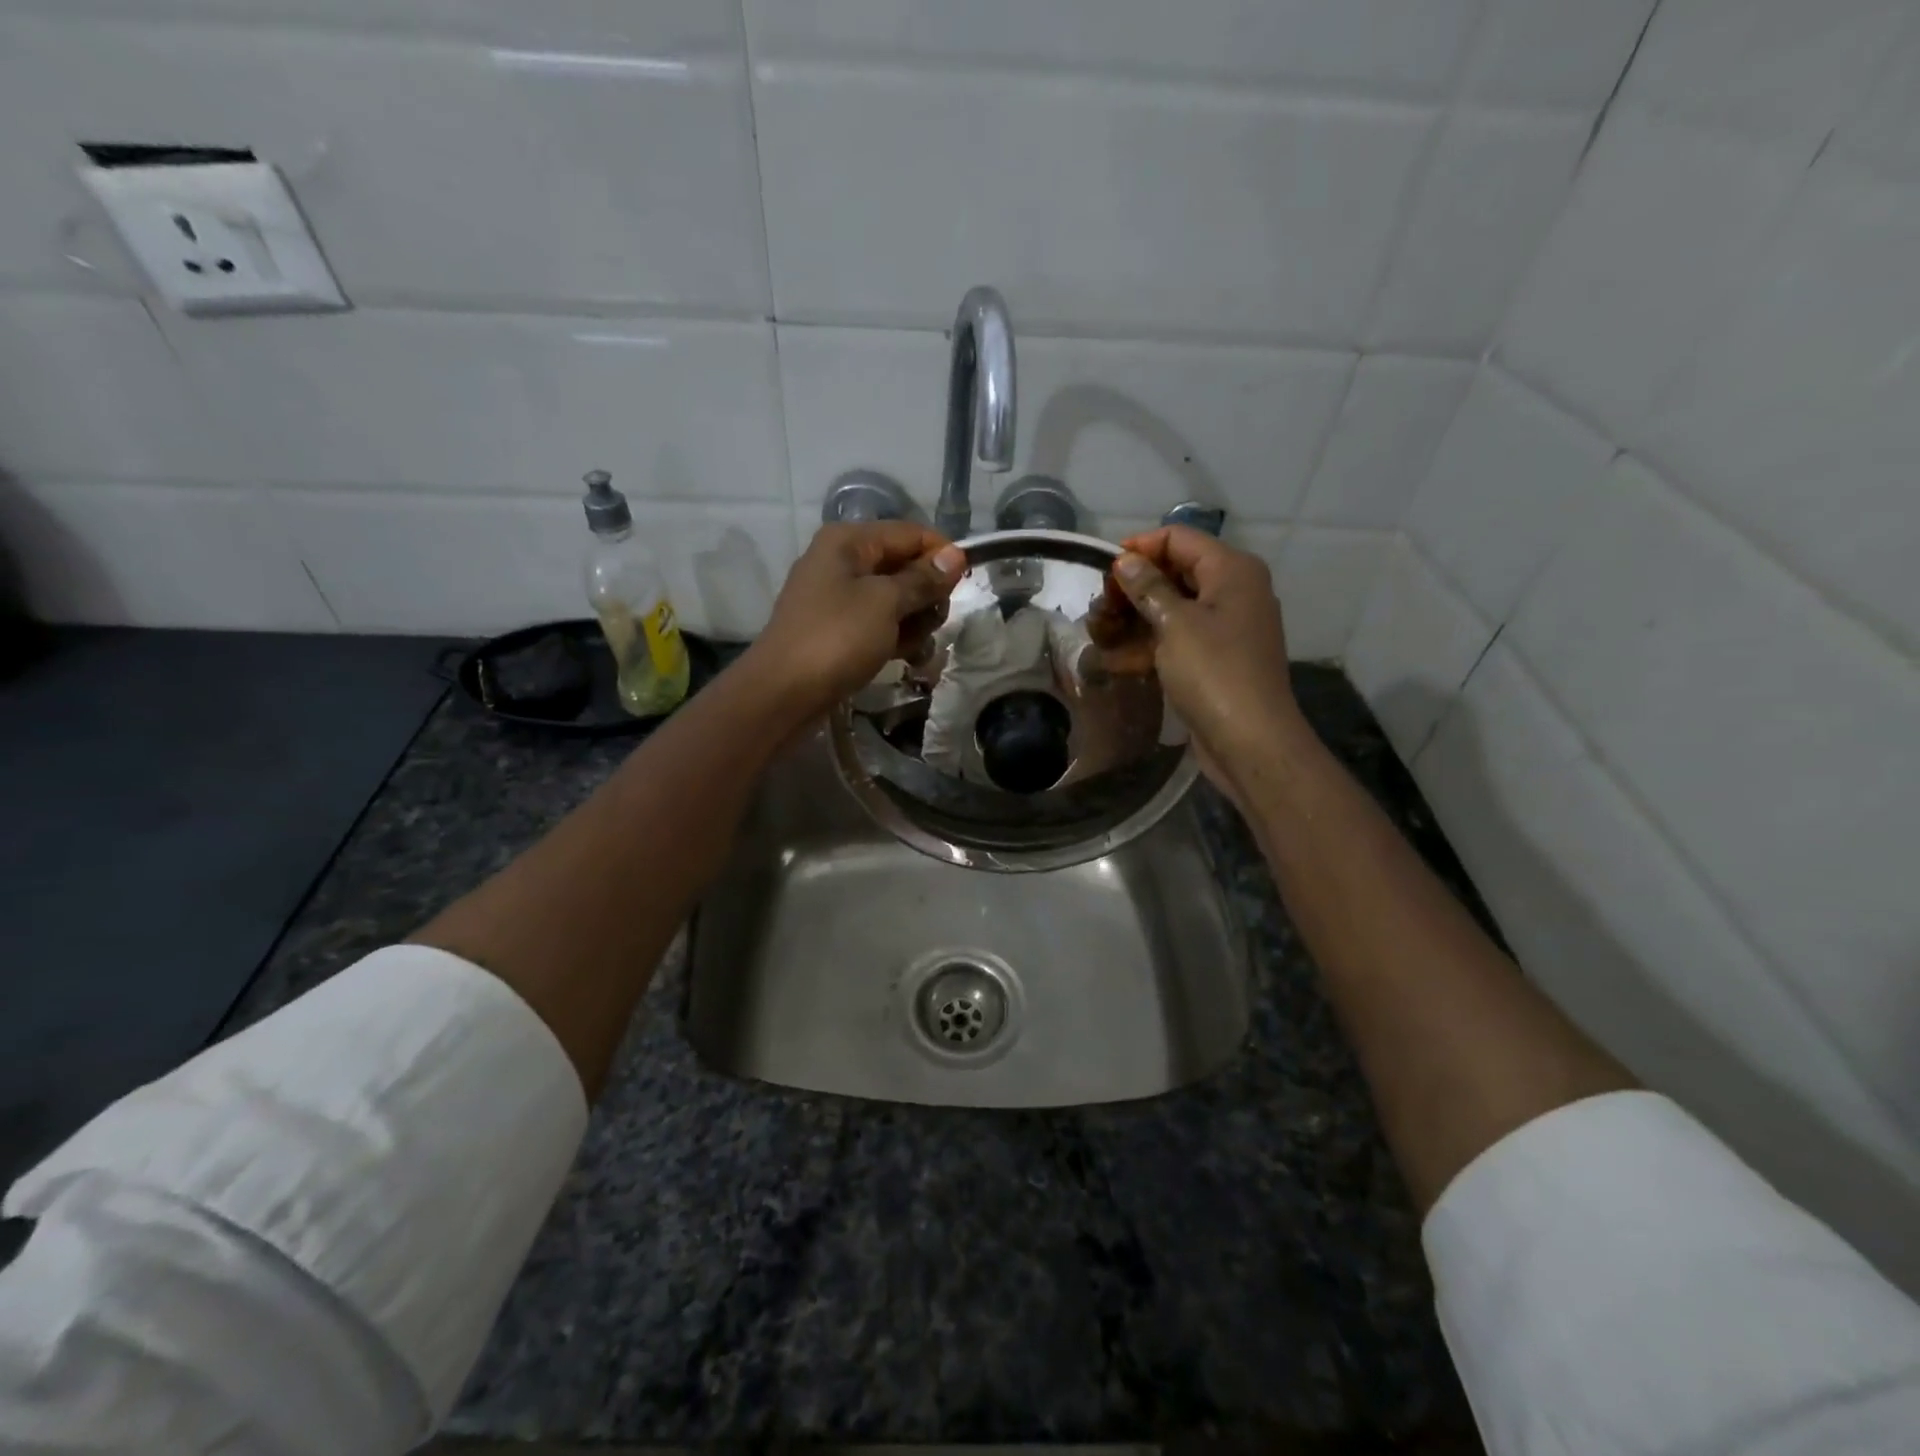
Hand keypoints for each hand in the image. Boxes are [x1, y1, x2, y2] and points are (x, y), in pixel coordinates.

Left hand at [744, 521, 966, 723]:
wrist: (783, 692)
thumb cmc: (837, 638)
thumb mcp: (885, 603)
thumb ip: (922, 579)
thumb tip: (955, 555)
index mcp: (849, 542)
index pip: (911, 534)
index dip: (942, 555)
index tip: (967, 585)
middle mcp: (843, 561)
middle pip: (905, 566)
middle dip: (927, 595)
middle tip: (932, 623)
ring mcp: (839, 598)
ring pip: (896, 600)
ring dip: (914, 623)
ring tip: (914, 648)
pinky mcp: (839, 630)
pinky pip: (880, 624)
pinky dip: (896, 638)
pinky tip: (906, 660)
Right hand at [1099, 526, 1304, 801]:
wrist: (1251, 741)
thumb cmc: (1214, 672)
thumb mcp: (1175, 623)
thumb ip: (1147, 587)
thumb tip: (1125, 561)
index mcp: (1231, 570)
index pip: (1178, 538)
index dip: (1139, 549)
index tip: (1104, 573)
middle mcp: (1232, 591)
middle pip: (1173, 574)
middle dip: (1132, 590)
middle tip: (1098, 610)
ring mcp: (1225, 628)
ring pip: (1171, 610)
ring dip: (1133, 620)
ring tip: (1098, 636)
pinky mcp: (1214, 660)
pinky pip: (1176, 641)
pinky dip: (1148, 646)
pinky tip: (1114, 661)